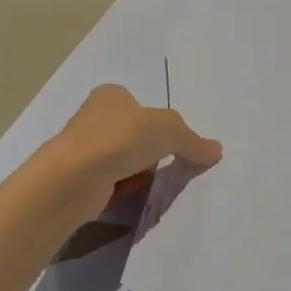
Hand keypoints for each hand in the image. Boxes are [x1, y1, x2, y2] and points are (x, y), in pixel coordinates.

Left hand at [37, 84, 222, 219]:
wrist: (75, 177)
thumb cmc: (121, 138)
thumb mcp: (168, 130)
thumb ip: (192, 140)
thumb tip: (216, 150)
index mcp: (110, 95)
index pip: (141, 107)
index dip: (159, 126)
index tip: (171, 144)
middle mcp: (93, 117)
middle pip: (134, 136)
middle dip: (150, 153)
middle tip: (165, 166)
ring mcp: (83, 148)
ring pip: (123, 161)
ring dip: (137, 174)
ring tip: (146, 184)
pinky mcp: (78, 178)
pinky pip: (110, 183)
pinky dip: (122, 190)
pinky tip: (127, 195)